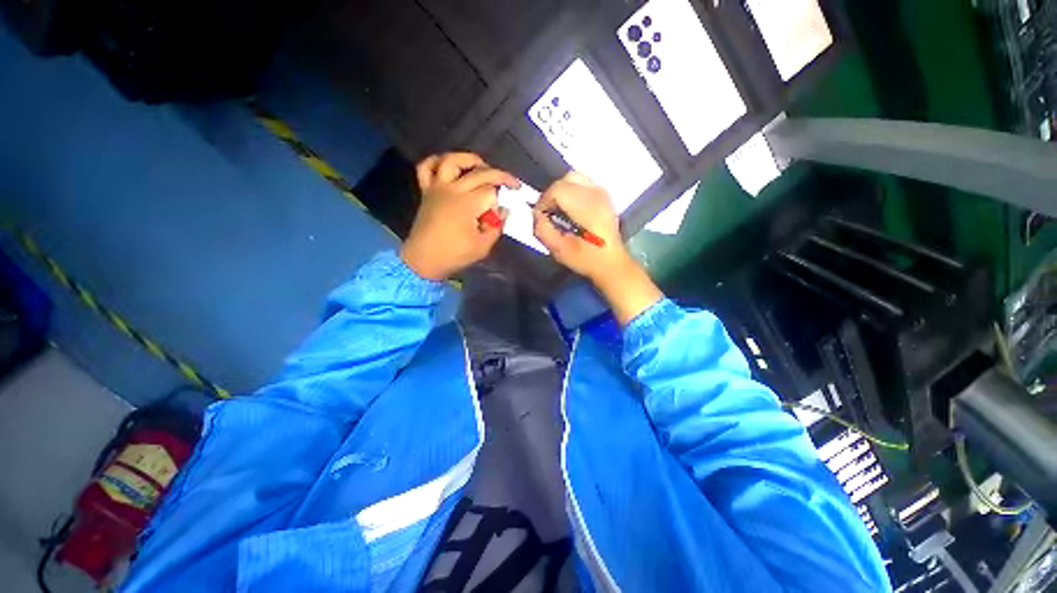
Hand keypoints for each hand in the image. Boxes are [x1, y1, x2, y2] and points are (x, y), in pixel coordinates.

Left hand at [401, 153, 520, 280]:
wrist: (424, 260)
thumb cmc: (454, 255)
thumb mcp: (483, 247)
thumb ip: (496, 227)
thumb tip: (502, 212)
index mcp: (468, 205)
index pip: (491, 192)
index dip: (500, 201)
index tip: (501, 213)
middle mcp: (453, 190)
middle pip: (480, 172)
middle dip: (500, 176)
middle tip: (511, 184)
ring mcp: (438, 188)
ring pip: (452, 160)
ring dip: (469, 159)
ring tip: (481, 166)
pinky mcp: (427, 191)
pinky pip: (425, 167)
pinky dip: (436, 161)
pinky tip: (448, 166)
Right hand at [532, 172, 632, 283]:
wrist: (612, 263)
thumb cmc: (587, 259)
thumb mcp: (559, 250)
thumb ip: (543, 230)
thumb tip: (538, 216)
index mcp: (586, 207)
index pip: (557, 190)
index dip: (543, 201)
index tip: (539, 217)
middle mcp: (596, 194)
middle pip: (566, 179)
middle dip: (552, 194)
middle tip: (547, 212)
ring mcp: (603, 193)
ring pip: (575, 178)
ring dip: (562, 191)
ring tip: (558, 209)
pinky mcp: (605, 196)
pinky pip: (584, 184)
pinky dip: (572, 191)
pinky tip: (570, 209)